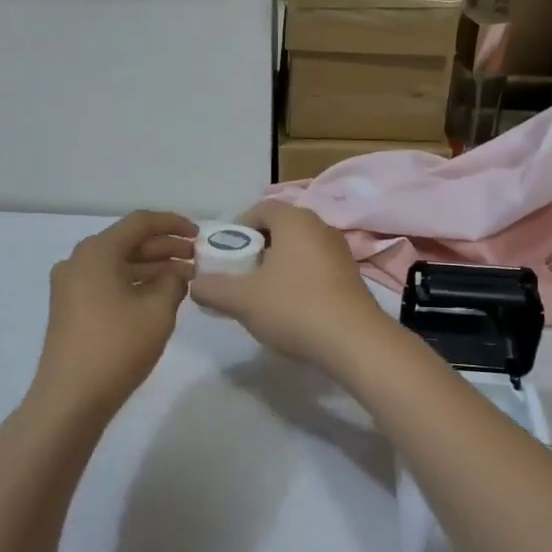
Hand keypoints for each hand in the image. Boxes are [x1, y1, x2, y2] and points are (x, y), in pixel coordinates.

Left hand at [31, 211, 196, 423]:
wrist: (69, 400)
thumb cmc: (117, 347)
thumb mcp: (157, 310)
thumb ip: (173, 281)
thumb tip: (175, 274)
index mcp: (97, 251)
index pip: (140, 222)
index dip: (173, 224)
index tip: (199, 234)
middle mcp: (79, 261)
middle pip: (128, 242)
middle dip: (165, 248)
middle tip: (197, 259)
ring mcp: (71, 286)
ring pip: (119, 265)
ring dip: (152, 268)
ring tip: (186, 279)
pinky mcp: (71, 309)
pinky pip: (108, 283)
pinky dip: (135, 284)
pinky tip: (160, 297)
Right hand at [188, 201, 391, 373]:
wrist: (355, 342)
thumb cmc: (294, 307)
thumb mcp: (242, 300)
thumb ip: (212, 288)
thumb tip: (195, 284)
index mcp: (294, 220)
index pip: (260, 209)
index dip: (238, 229)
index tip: (226, 255)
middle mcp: (320, 227)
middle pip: (280, 229)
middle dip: (257, 249)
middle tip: (241, 276)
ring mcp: (339, 251)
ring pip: (299, 249)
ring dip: (279, 266)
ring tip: (264, 295)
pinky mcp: (351, 276)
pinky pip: (316, 267)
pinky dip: (299, 280)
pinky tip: (292, 308)